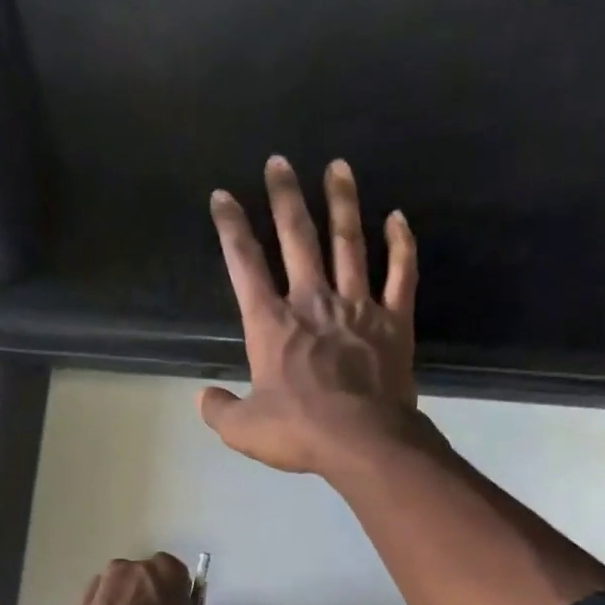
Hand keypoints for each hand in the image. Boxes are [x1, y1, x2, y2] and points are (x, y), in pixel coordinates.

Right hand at [200, 156, 420, 476]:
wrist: (362, 442)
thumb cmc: (299, 433)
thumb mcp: (243, 430)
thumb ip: (219, 410)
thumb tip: (202, 398)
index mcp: (272, 325)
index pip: (245, 265)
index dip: (231, 228)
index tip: (223, 197)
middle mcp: (313, 303)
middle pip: (297, 239)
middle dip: (285, 198)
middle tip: (279, 162)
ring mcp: (357, 307)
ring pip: (349, 243)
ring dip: (342, 203)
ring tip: (338, 167)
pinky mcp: (393, 321)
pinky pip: (401, 274)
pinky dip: (401, 245)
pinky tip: (398, 219)